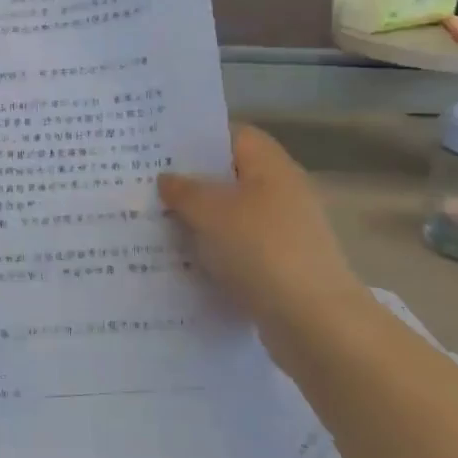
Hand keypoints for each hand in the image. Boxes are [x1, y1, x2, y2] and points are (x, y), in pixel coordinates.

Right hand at [159, 126, 368, 362]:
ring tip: (151, 222)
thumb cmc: (261, 251)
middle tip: (144, 186)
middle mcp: (280, 193)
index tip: (158, 148)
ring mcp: (281, 232)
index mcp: (271, 168)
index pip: (234, 135)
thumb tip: (167, 178)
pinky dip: (210, 252)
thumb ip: (185, 191)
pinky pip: (235, 249)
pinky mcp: (276, 266)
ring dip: (196, 220)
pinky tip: (178, 260)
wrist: (313, 322)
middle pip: (230, 176)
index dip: (198, 138)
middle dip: (190, 182)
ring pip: (229, 215)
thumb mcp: (212, 212)